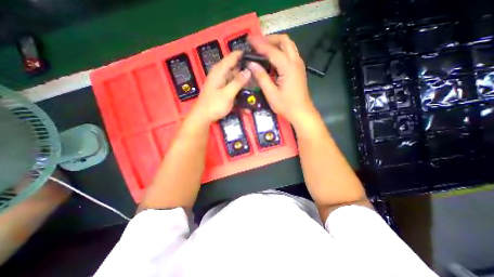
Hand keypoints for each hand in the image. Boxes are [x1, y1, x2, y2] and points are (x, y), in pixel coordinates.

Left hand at [190, 51, 251, 124]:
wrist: (203, 117)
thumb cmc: (214, 105)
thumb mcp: (227, 94)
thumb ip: (238, 82)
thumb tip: (248, 71)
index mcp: (220, 71)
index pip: (233, 56)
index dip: (245, 56)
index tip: (257, 58)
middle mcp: (220, 73)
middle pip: (236, 67)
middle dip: (246, 70)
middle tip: (258, 75)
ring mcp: (221, 81)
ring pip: (235, 77)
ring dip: (244, 81)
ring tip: (255, 84)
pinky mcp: (223, 88)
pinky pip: (233, 84)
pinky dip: (239, 87)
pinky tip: (246, 92)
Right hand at [247, 33, 315, 125]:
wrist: (302, 112)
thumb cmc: (286, 105)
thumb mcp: (271, 94)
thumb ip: (261, 77)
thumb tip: (251, 64)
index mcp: (288, 67)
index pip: (272, 51)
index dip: (260, 45)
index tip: (249, 40)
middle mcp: (295, 62)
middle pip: (284, 41)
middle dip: (270, 39)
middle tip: (257, 43)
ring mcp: (299, 64)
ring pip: (289, 45)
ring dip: (276, 43)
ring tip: (263, 48)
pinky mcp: (299, 69)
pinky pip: (291, 53)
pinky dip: (281, 50)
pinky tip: (273, 58)